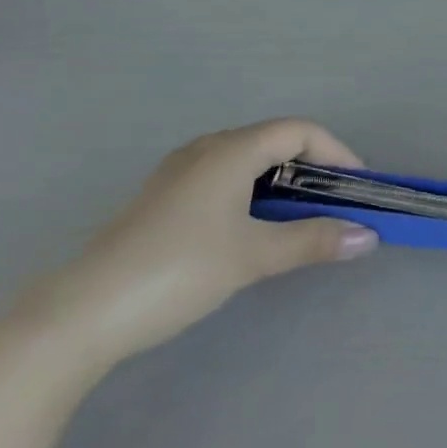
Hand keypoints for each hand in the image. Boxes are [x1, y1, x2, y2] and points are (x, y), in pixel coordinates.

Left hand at [28, 120, 377, 368]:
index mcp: (231, 150)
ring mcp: (179, 174)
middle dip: (312, 167)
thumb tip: (369, 237)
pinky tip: (251, 228)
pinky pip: (224, 178)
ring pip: (248, 160)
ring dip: (282, 182)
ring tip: (300, 217)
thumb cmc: (177, 271)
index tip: (356, 187)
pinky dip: (253, 192)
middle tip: (334, 202)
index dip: (336, 152)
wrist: (77, 316)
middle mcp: (206, 150)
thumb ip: (314, 241)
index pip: (300, 130)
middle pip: (275, 141)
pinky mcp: (162, 201)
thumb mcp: (253, 256)